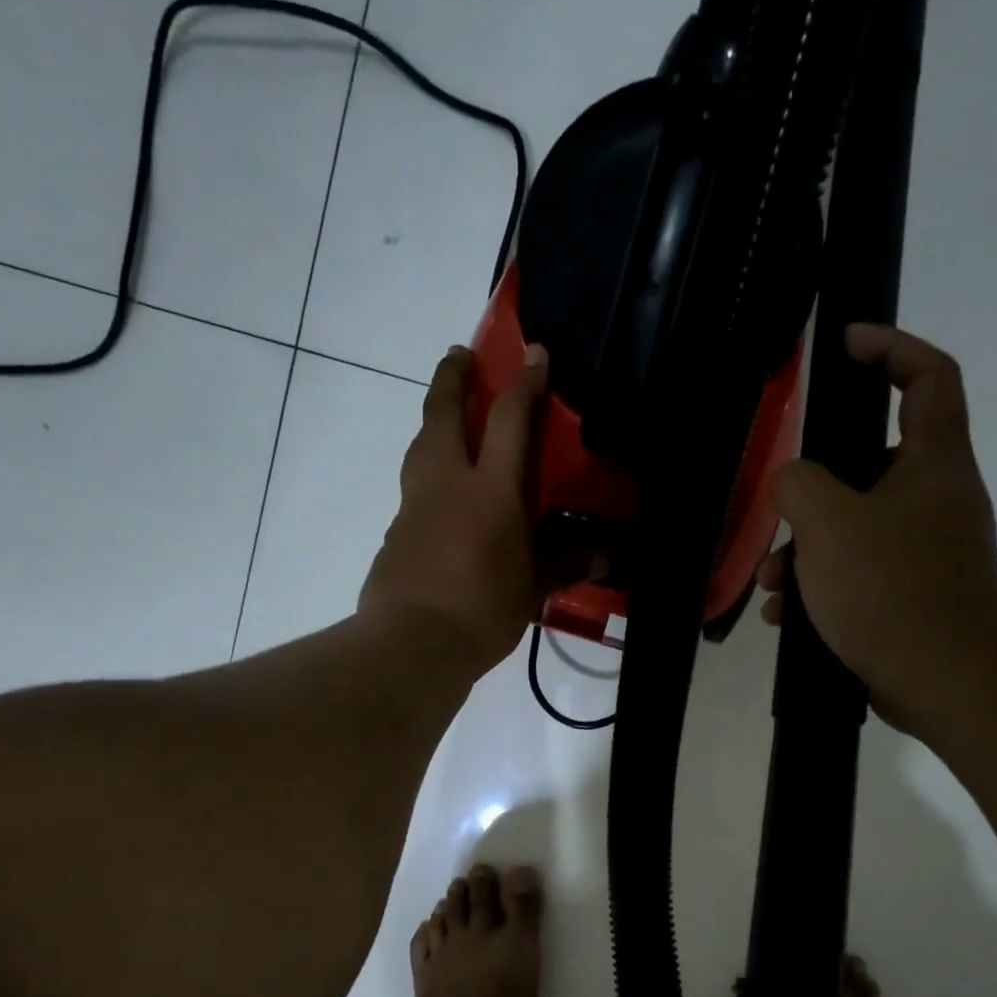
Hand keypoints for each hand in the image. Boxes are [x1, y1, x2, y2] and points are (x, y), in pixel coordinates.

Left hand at [361, 343, 552, 675]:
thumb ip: (564, 567)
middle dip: (452, 377)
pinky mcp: (395, 532)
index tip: (534, 354)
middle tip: (459, 356)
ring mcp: (415, 505)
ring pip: (420, 447)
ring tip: (446, 421)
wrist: (412, 643)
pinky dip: (427, 478)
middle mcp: (448, 483)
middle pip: (443, 413)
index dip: (524, 382)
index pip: (510, 420)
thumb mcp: (531, 591)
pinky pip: (413, 490)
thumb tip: (602, 559)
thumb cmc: (482, 612)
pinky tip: (440, 501)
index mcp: (491, 491)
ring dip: (433, 423)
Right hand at [758, 324, 996, 729]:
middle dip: (815, 491)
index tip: (847, 344)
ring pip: (855, 530)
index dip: (892, 347)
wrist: (947, 681)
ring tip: (772, 586)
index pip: (929, 377)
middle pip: (872, 466)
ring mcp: (926, 553)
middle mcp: (937, 500)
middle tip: (779, 512)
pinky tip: (787, 617)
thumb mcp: (830, 524)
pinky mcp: (912, 598)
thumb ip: (799, 483)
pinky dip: (821, 589)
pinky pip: (857, 576)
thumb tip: (792, 481)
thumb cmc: (892, 589)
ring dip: (806, 552)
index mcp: (933, 463)